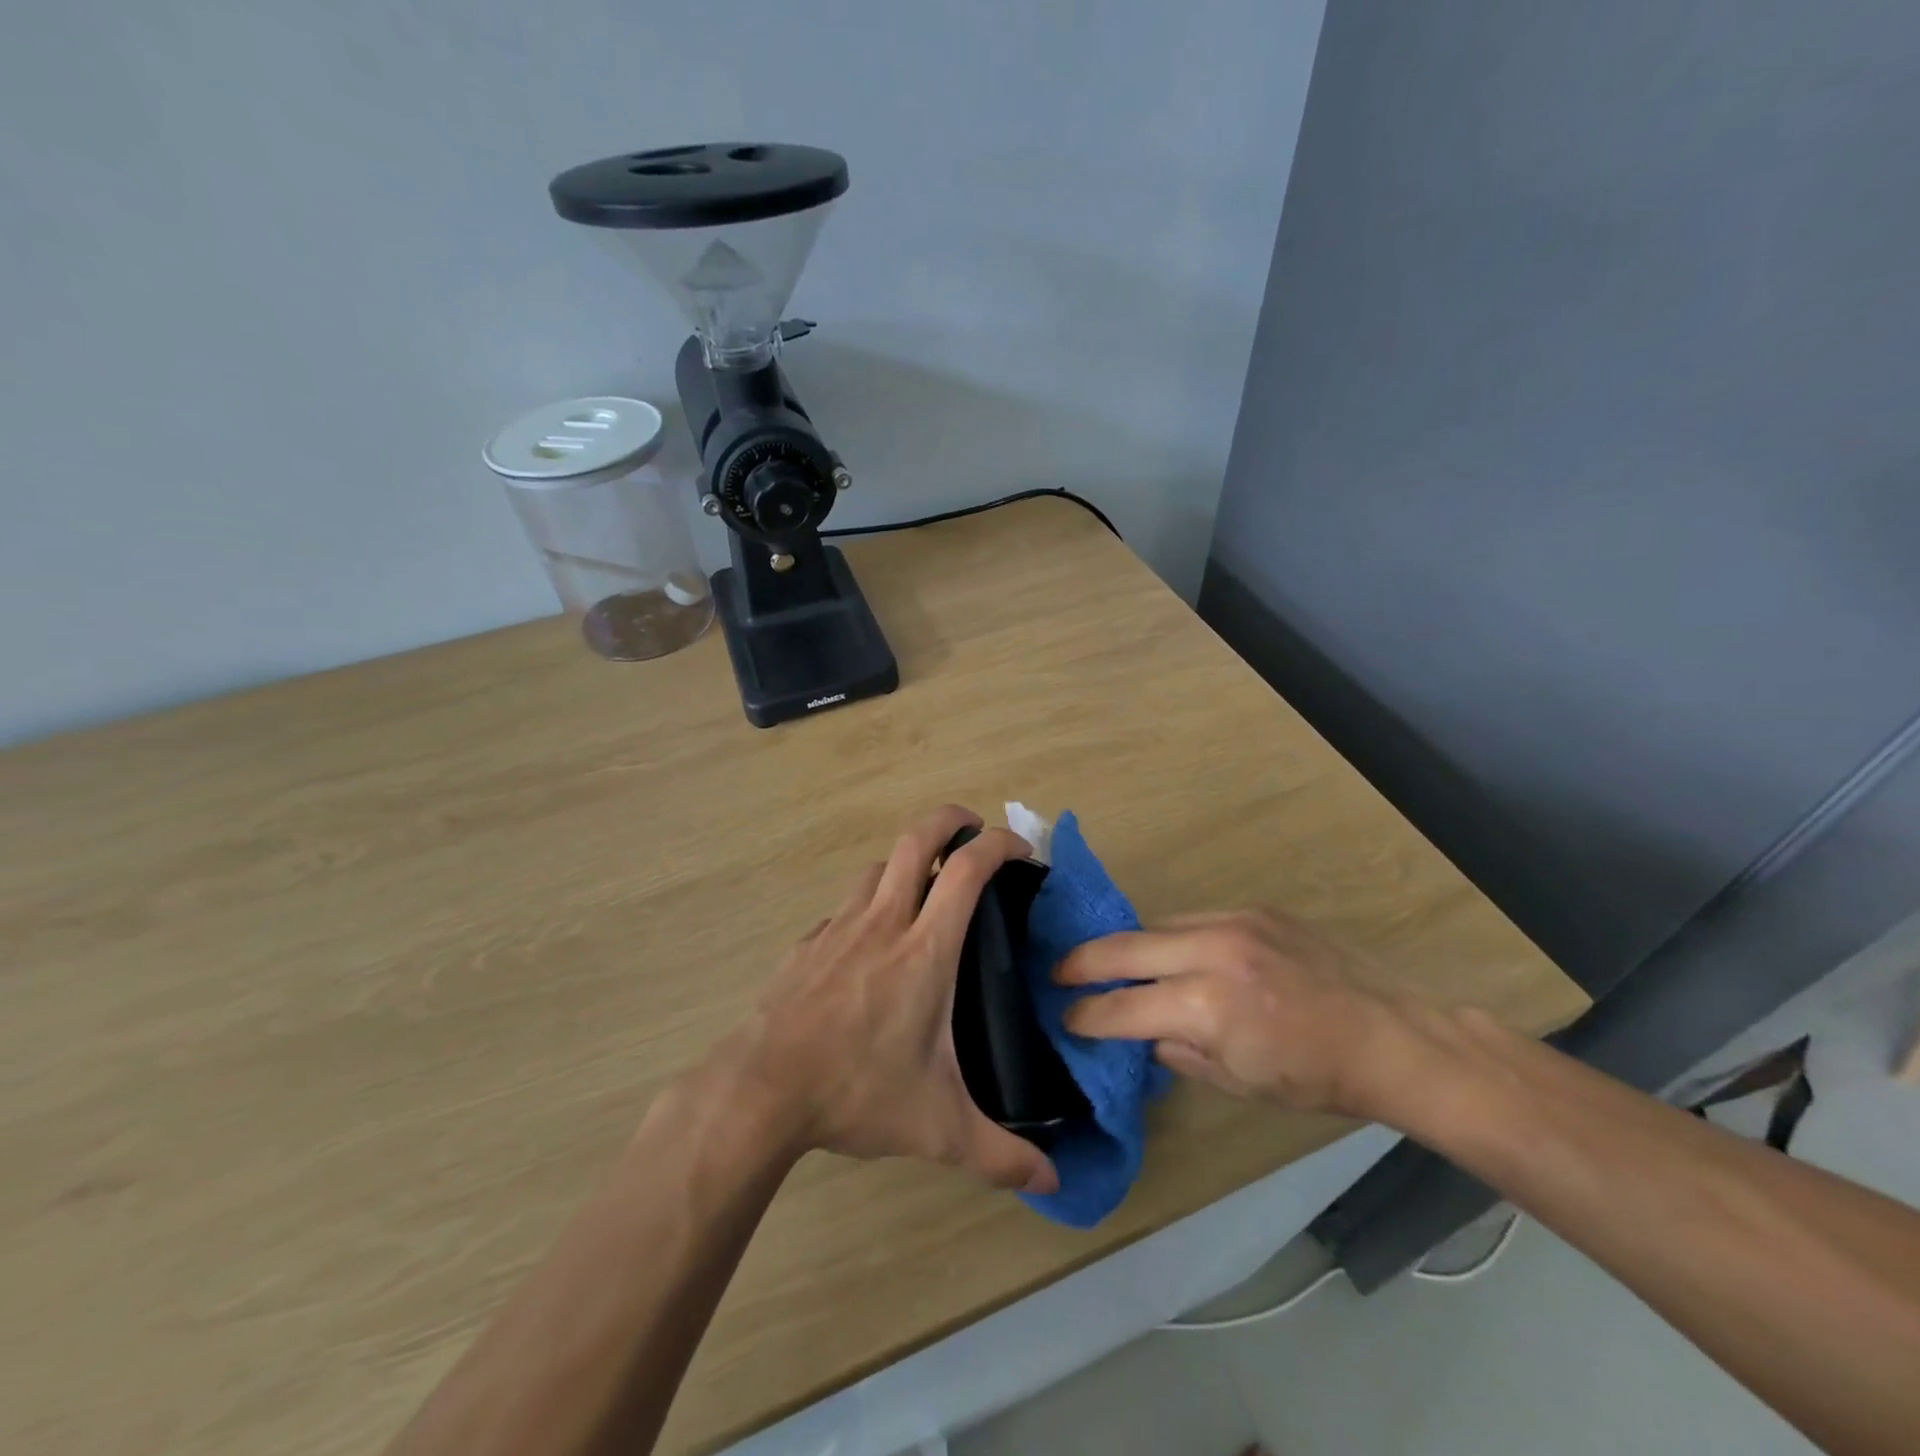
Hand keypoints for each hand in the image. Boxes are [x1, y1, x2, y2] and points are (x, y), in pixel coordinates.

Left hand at [707, 805, 1058, 1194]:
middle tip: (972, 831)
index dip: (999, 843)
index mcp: (925, 949)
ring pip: (878, 866)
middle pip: (917, 838)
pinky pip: (846, 906)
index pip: (968, 869)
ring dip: (907, 862)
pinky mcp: (808, 943)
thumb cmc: (856, 1092)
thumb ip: (1000, 1155)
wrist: (760, 1090)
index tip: (1022, 850)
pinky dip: (868, 904)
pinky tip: (870, 943)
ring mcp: (839, 926)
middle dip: (950, 819)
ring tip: (924, 888)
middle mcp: (884, 921)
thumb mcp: (938, 1129)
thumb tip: (1053, 1184)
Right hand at [1057, 910, 1406, 1118]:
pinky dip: (1170, 936)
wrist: (1392, 1035)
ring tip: (1107, 961)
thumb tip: (1139, 1032)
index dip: (1088, 1014)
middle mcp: (1213, 951)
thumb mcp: (1239, 1082)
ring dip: (1128, 945)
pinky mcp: (1253, 909)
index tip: (1065, 1018)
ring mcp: (1234, 922)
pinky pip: (1192, 918)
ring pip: (1156, 924)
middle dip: (1082, 961)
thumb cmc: (1316, 1078)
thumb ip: (1178, 1052)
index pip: (1124, 1006)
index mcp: (1209, 1006)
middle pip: (1125, 946)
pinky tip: (1168, 952)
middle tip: (1055, 972)